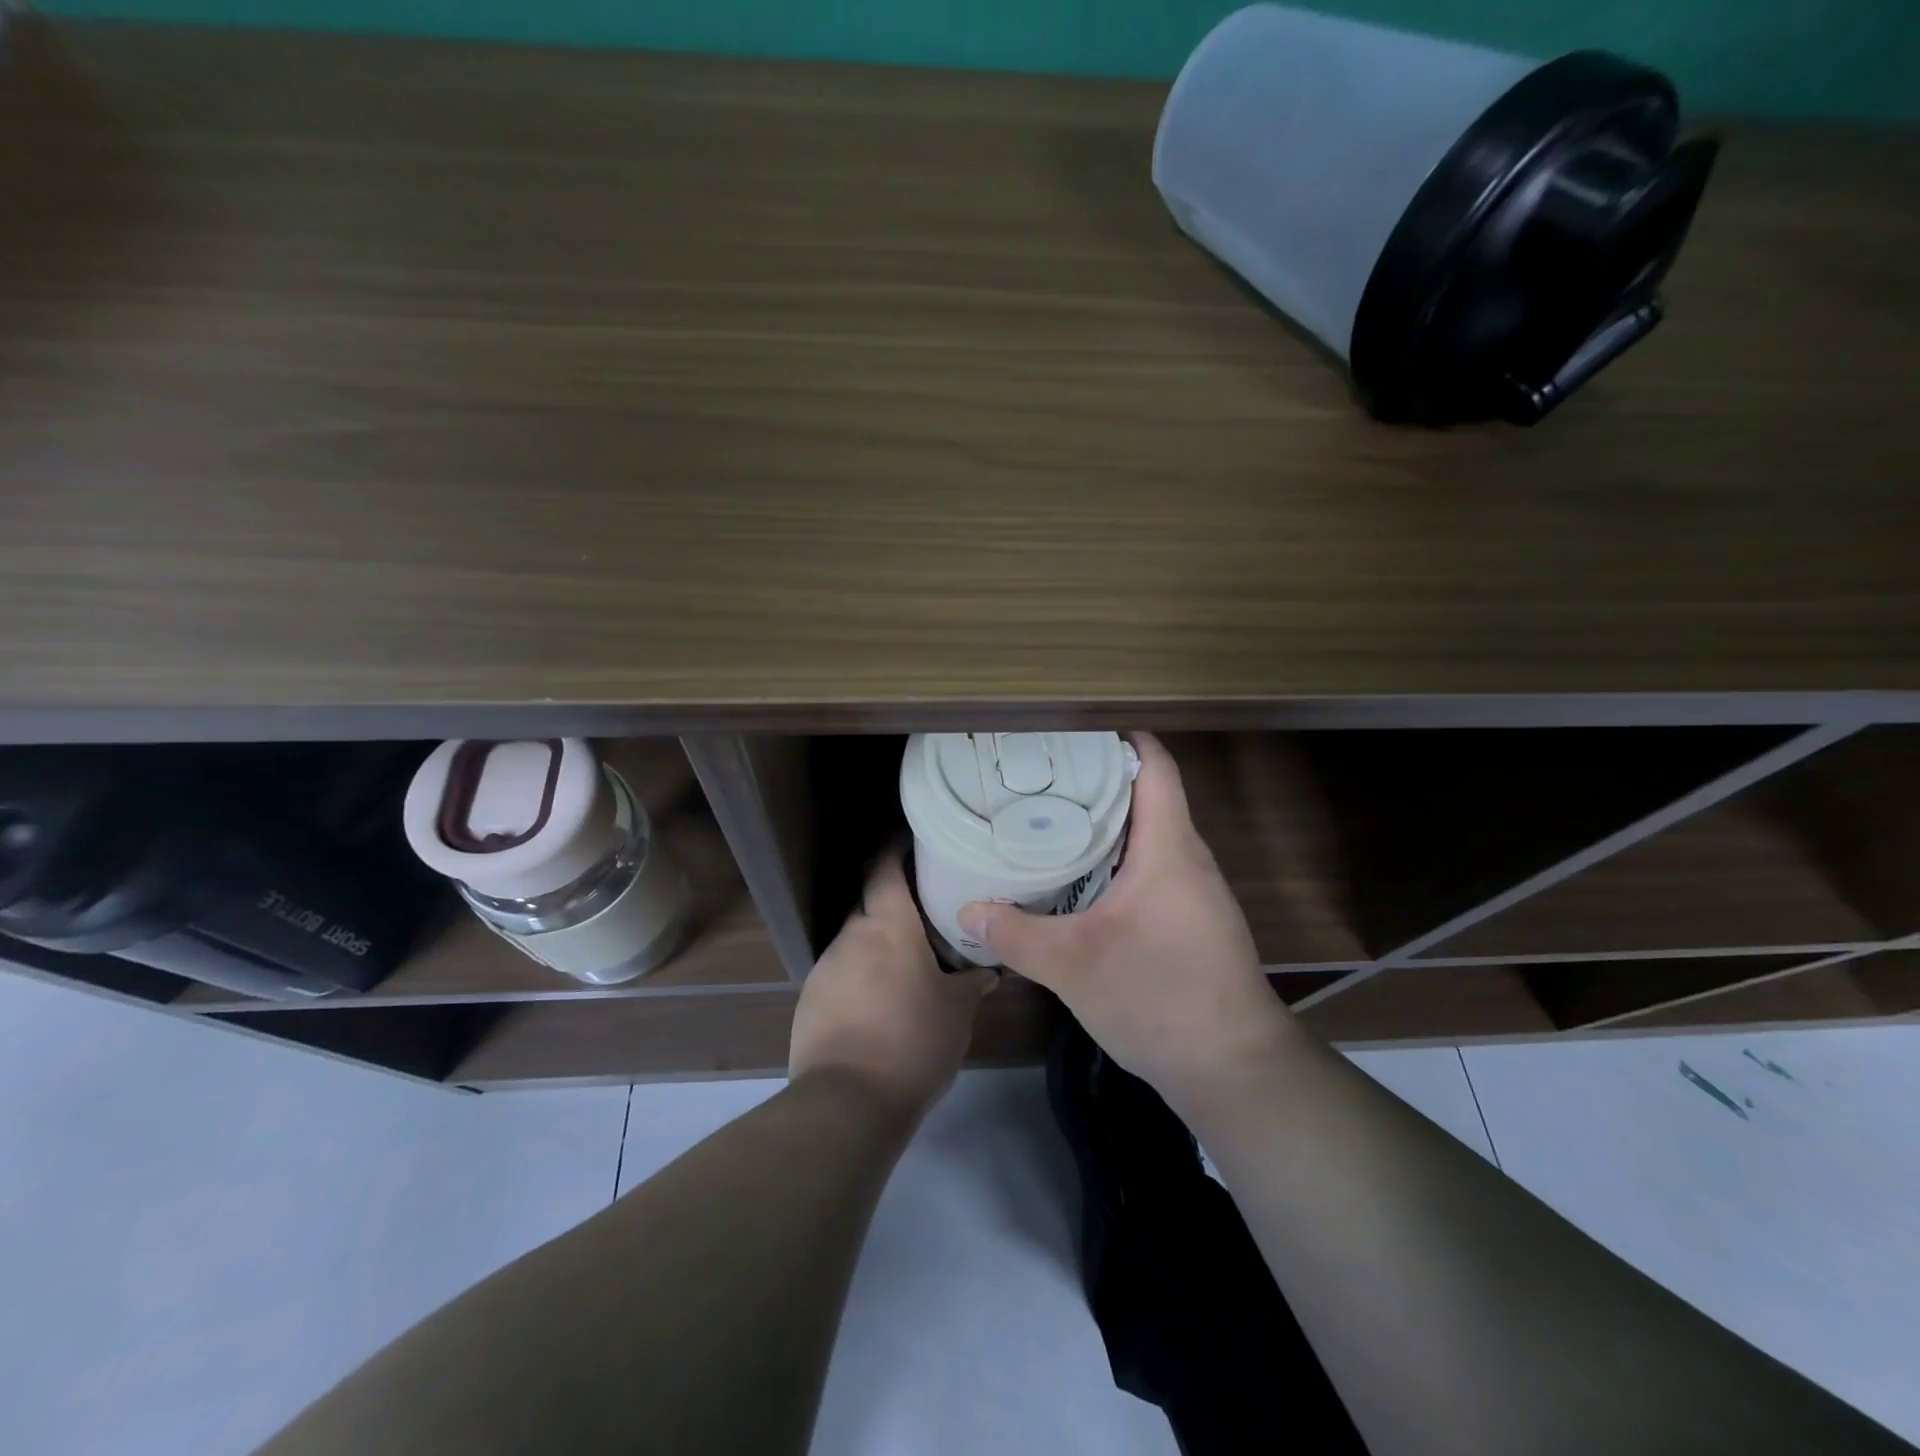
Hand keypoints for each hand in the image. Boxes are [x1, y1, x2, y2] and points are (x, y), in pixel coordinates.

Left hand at [790, 849, 995, 1117]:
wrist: (848, 1101)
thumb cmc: (913, 1040)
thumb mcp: (957, 1012)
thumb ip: (972, 984)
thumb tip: (987, 972)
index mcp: (888, 925)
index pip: (884, 867)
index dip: (895, 849)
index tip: (913, 843)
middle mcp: (851, 935)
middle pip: (869, 904)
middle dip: (892, 904)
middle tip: (924, 915)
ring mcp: (826, 967)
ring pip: (855, 941)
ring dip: (876, 946)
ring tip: (904, 967)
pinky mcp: (809, 1000)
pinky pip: (840, 974)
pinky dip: (859, 977)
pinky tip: (878, 1005)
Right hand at [959, 733, 1292, 1114]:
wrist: (1234, 1069)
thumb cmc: (1158, 998)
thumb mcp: (1073, 965)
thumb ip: (1016, 935)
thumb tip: (967, 911)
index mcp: (1169, 848)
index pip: (1156, 766)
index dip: (1121, 738)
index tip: (1071, 734)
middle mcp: (1189, 858)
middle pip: (1149, 795)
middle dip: (1098, 781)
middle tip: (1041, 779)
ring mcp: (1196, 891)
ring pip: (1150, 835)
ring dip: (1107, 824)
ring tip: (1051, 821)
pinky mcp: (1193, 920)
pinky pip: (1154, 868)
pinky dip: (1118, 859)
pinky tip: (1082, 880)